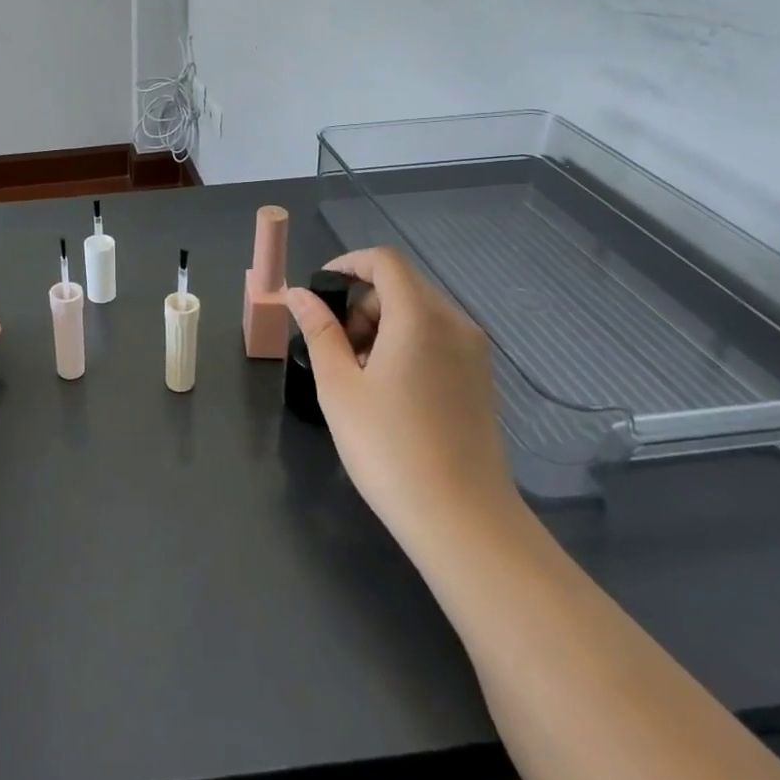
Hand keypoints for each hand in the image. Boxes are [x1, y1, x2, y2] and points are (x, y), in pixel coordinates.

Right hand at [285, 247, 519, 546]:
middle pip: (402, 285)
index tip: (319, 291)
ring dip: (382, 325)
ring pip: (420, 313)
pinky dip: (406, 344)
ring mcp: (474, 353)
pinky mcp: (480, 380)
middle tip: (334, 345)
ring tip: (358, 373)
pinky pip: (437, 339)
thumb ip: (319, 330)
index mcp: (419, 317)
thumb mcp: (338, 386)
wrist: (462, 519)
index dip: (348, 264)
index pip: (385, 261)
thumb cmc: (388, 446)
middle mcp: (454, 324)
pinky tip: (389, 390)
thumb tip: (299, 294)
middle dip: (361, 302)